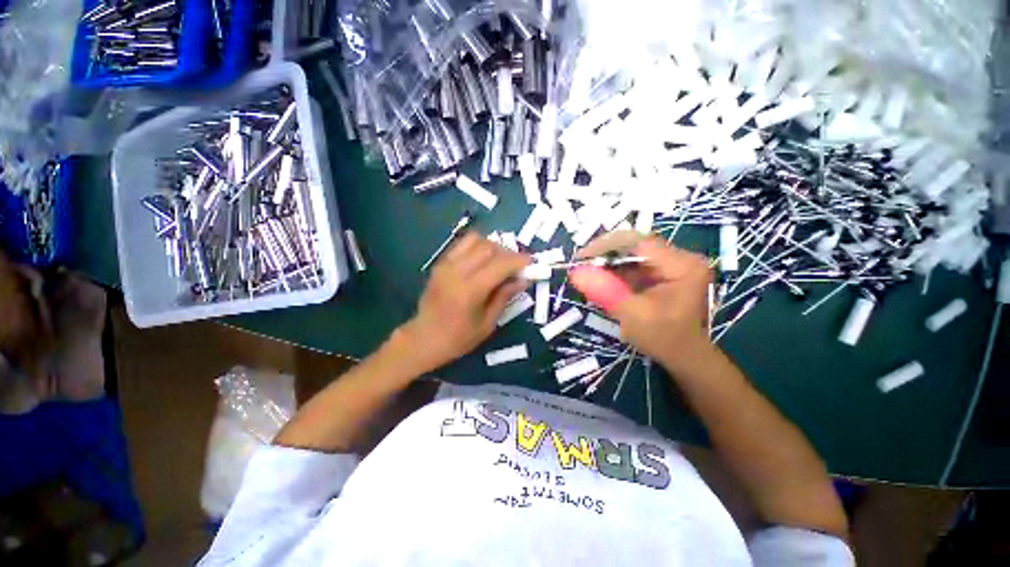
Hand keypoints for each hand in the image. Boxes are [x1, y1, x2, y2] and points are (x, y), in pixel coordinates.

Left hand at [399, 232, 529, 372]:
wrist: (424, 338)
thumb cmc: (458, 338)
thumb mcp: (487, 323)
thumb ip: (505, 296)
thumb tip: (523, 280)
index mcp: (470, 290)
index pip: (500, 264)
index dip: (519, 260)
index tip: (531, 262)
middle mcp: (457, 271)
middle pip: (489, 247)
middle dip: (508, 253)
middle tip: (517, 266)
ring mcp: (446, 264)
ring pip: (475, 240)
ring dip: (493, 247)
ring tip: (499, 261)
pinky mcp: (440, 263)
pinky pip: (462, 244)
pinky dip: (477, 247)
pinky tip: (483, 261)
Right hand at [570, 232, 711, 365]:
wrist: (684, 356)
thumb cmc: (663, 339)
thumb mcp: (632, 315)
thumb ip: (605, 291)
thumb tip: (575, 272)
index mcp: (682, 265)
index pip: (638, 242)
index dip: (606, 245)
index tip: (581, 258)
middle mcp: (681, 257)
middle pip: (636, 245)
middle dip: (606, 255)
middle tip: (581, 266)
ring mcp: (674, 263)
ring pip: (633, 254)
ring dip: (609, 263)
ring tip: (588, 273)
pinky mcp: (665, 271)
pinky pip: (635, 264)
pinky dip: (617, 271)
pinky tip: (603, 280)